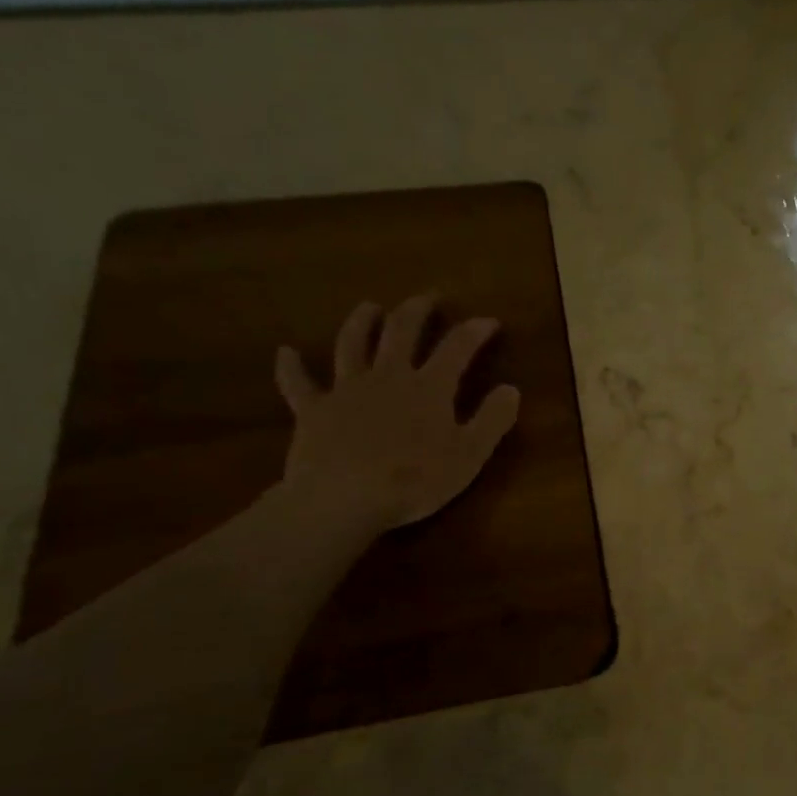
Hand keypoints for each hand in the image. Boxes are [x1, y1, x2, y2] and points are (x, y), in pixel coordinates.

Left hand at [273, 295, 520, 535]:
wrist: (343, 498)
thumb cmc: (414, 480)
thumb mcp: (469, 456)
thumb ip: (492, 420)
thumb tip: (511, 389)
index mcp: (429, 387)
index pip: (457, 348)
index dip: (475, 331)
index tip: (489, 321)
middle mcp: (388, 376)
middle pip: (402, 332)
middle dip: (417, 310)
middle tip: (427, 297)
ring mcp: (346, 390)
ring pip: (352, 344)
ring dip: (361, 322)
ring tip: (369, 307)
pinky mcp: (313, 410)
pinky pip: (298, 384)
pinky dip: (291, 367)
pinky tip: (285, 353)